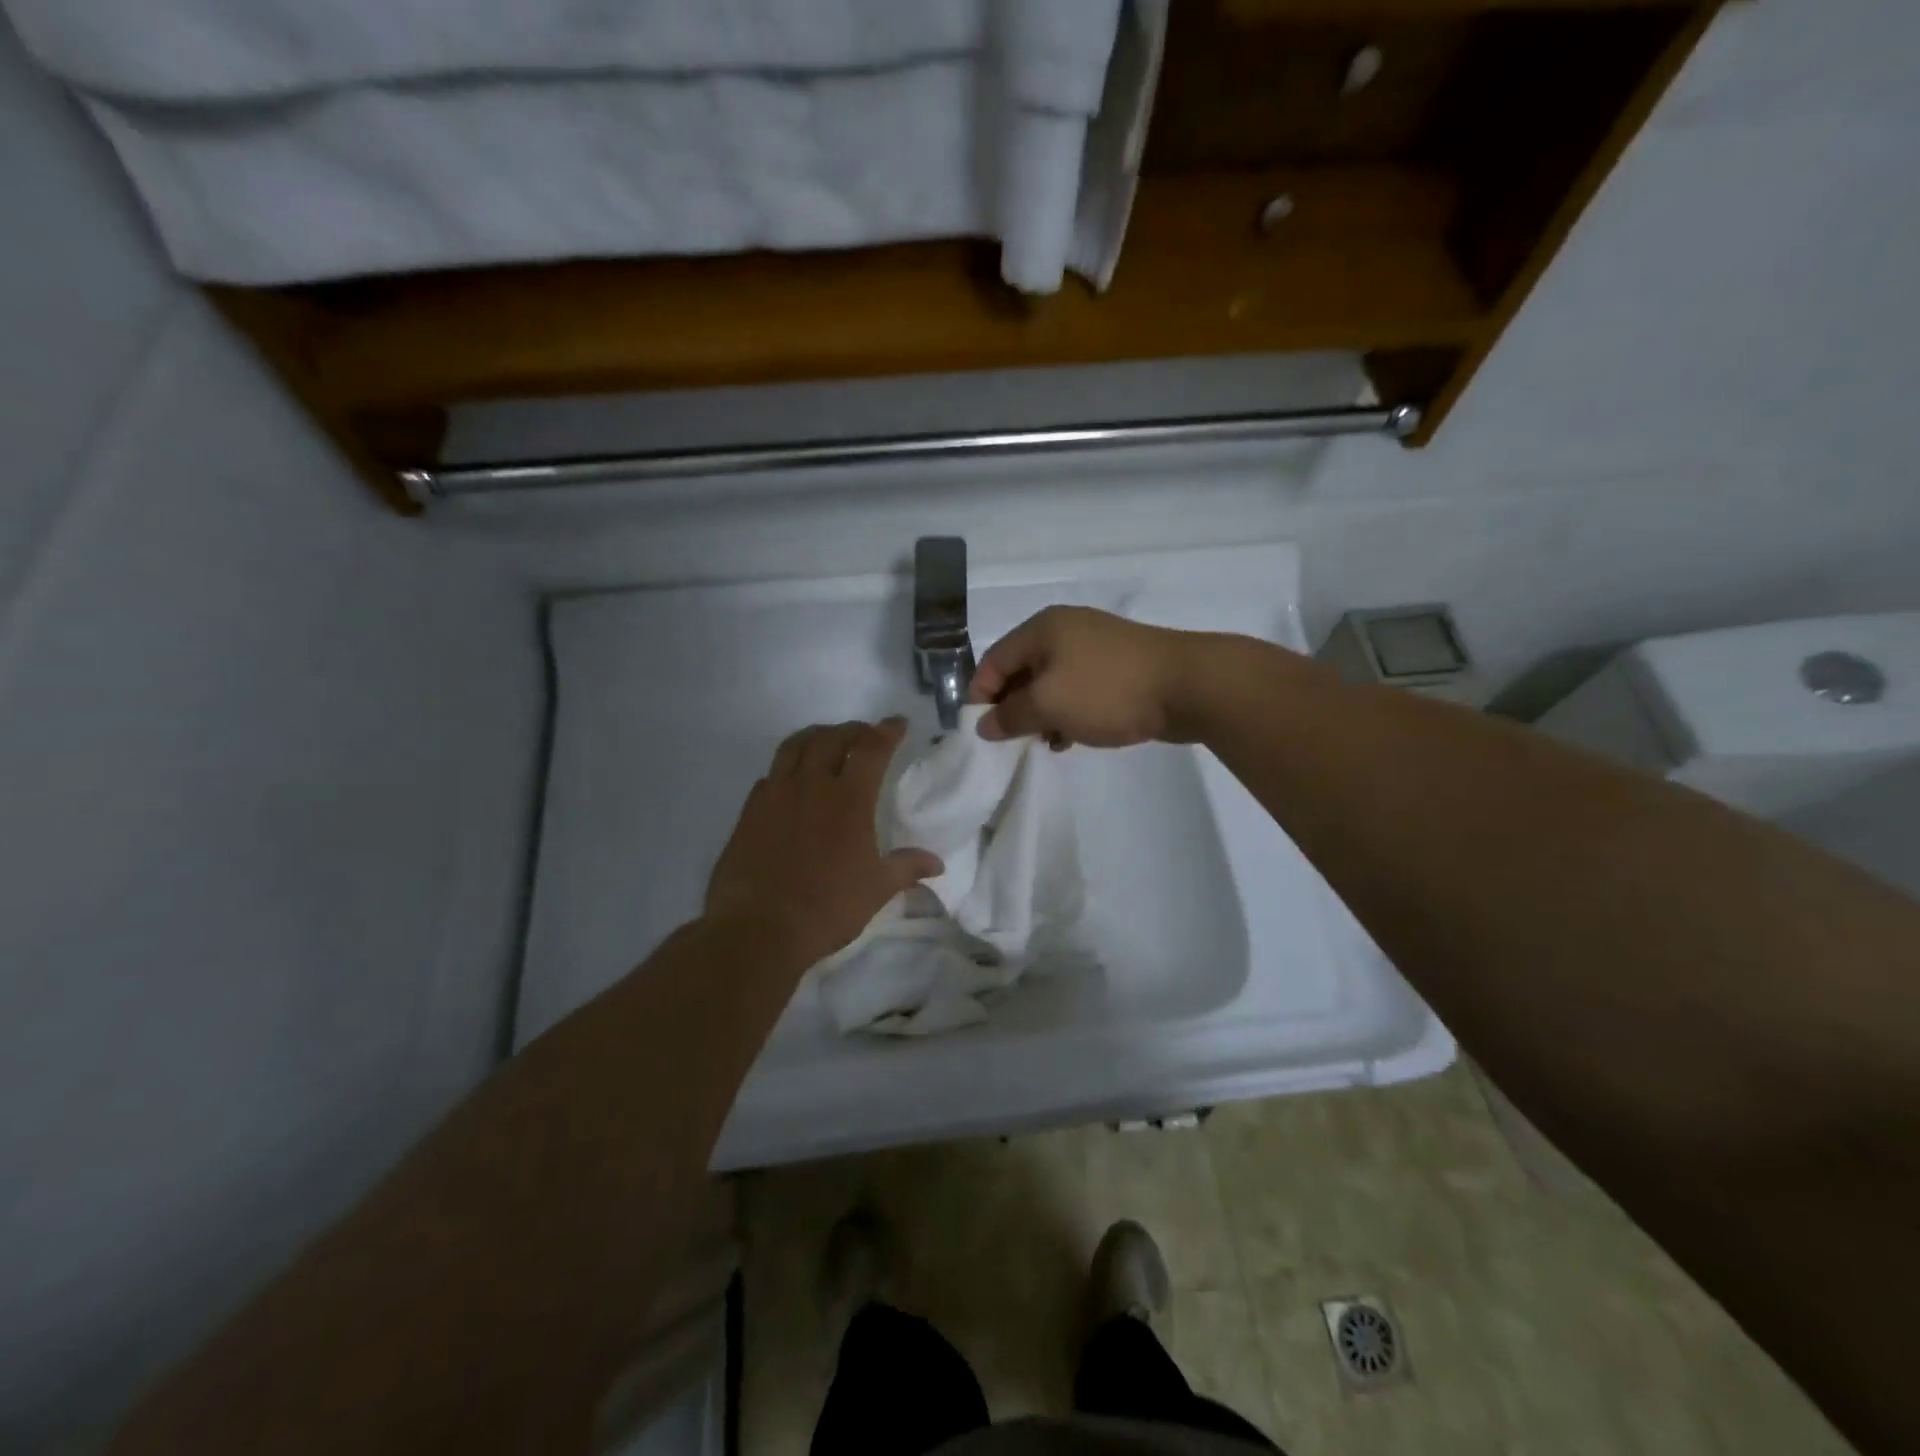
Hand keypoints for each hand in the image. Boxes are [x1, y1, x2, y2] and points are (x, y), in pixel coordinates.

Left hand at [705, 717, 942, 965]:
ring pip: (794, 746)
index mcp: (849, 798)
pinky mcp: (750, 811)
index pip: (872, 749)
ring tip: (826, 741)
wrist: (758, 928)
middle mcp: (811, 785)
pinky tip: (791, 781)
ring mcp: (776, 795)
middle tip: (864, 734)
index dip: (887, 731)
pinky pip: (770, 774)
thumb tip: (937, 863)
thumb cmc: (827, 907)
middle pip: (831, 738)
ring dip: (815, 736)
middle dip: (852, 730)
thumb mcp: (876, 890)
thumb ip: (906, 868)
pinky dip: (786, 767)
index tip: (898, 723)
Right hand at [969, 606, 1192, 747]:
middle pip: (1021, 671)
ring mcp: (1094, 648)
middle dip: (1013, 707)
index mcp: (1042, 629)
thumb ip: (1010, 716)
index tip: (980, 732)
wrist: (1188, 685)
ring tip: (1044, 743)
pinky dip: (1068, 713)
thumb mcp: (1048, 705)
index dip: (981, 696)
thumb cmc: (1107, 690)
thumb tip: (984, 725)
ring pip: (1051, 684)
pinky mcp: (1117, 668)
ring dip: (1041, 714)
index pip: (994, 660)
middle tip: (1012, 741)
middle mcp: (1065, 631)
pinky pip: (1078, 690)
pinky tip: (1072, 738)